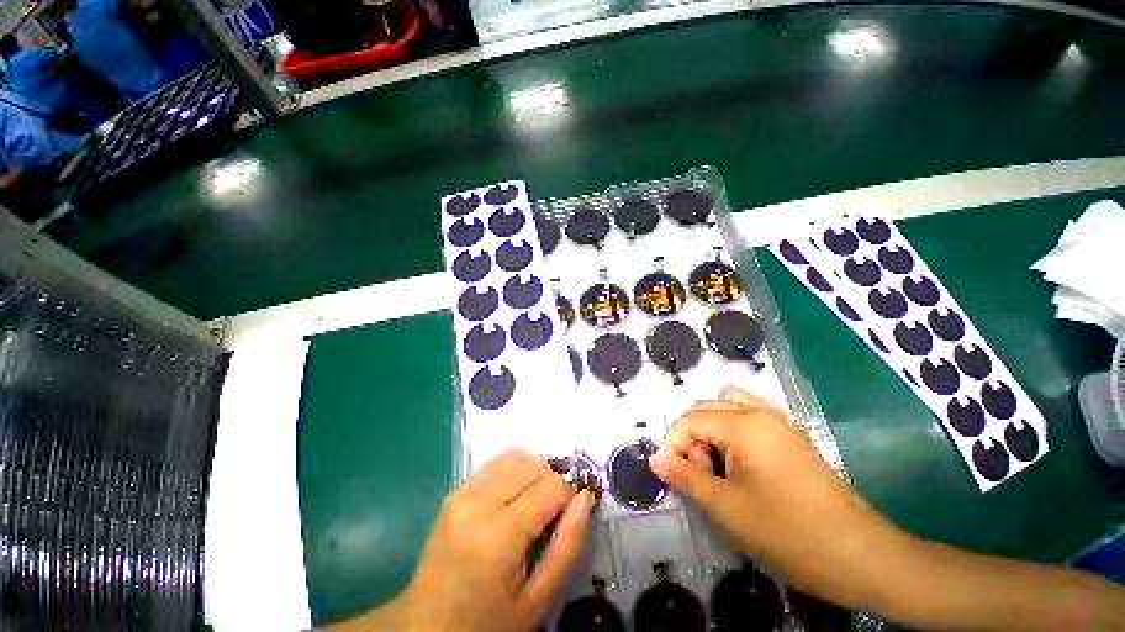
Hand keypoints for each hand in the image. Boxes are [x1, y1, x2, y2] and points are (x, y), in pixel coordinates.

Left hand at [350, 449, 592, 631]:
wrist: (425, 628)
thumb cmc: (486, 623)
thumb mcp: (537, 600)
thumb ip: (567, 546)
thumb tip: (586, 497)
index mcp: (497, 537)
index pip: (551, 486)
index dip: (568, 498)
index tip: (566, 520)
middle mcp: (477, 502)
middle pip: (535, 464)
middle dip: (552, 484)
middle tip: (550, 516)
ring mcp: (462, 492)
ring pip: (517, 456)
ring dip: (534, 474)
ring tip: (532, 505)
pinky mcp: (455, 490)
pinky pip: (497, 461)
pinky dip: (514, 470)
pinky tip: (513, 497)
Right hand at [649, 387, 893, 607]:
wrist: (859, 555)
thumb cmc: (788, 532)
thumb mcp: (727, 508)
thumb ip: (686, 478)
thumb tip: (656, 460)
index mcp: (742, 425)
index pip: (689, 421)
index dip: (671, 445)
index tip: (667, 474)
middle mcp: (759, 412)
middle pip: (705, 408)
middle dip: (689, 437)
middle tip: (694, 473)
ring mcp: (779, 421)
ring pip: (727, 406)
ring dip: (709, 428)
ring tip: (713, 462)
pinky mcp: (790, 436)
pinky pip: (749, 416)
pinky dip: (731, 429)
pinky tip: (736, 459)